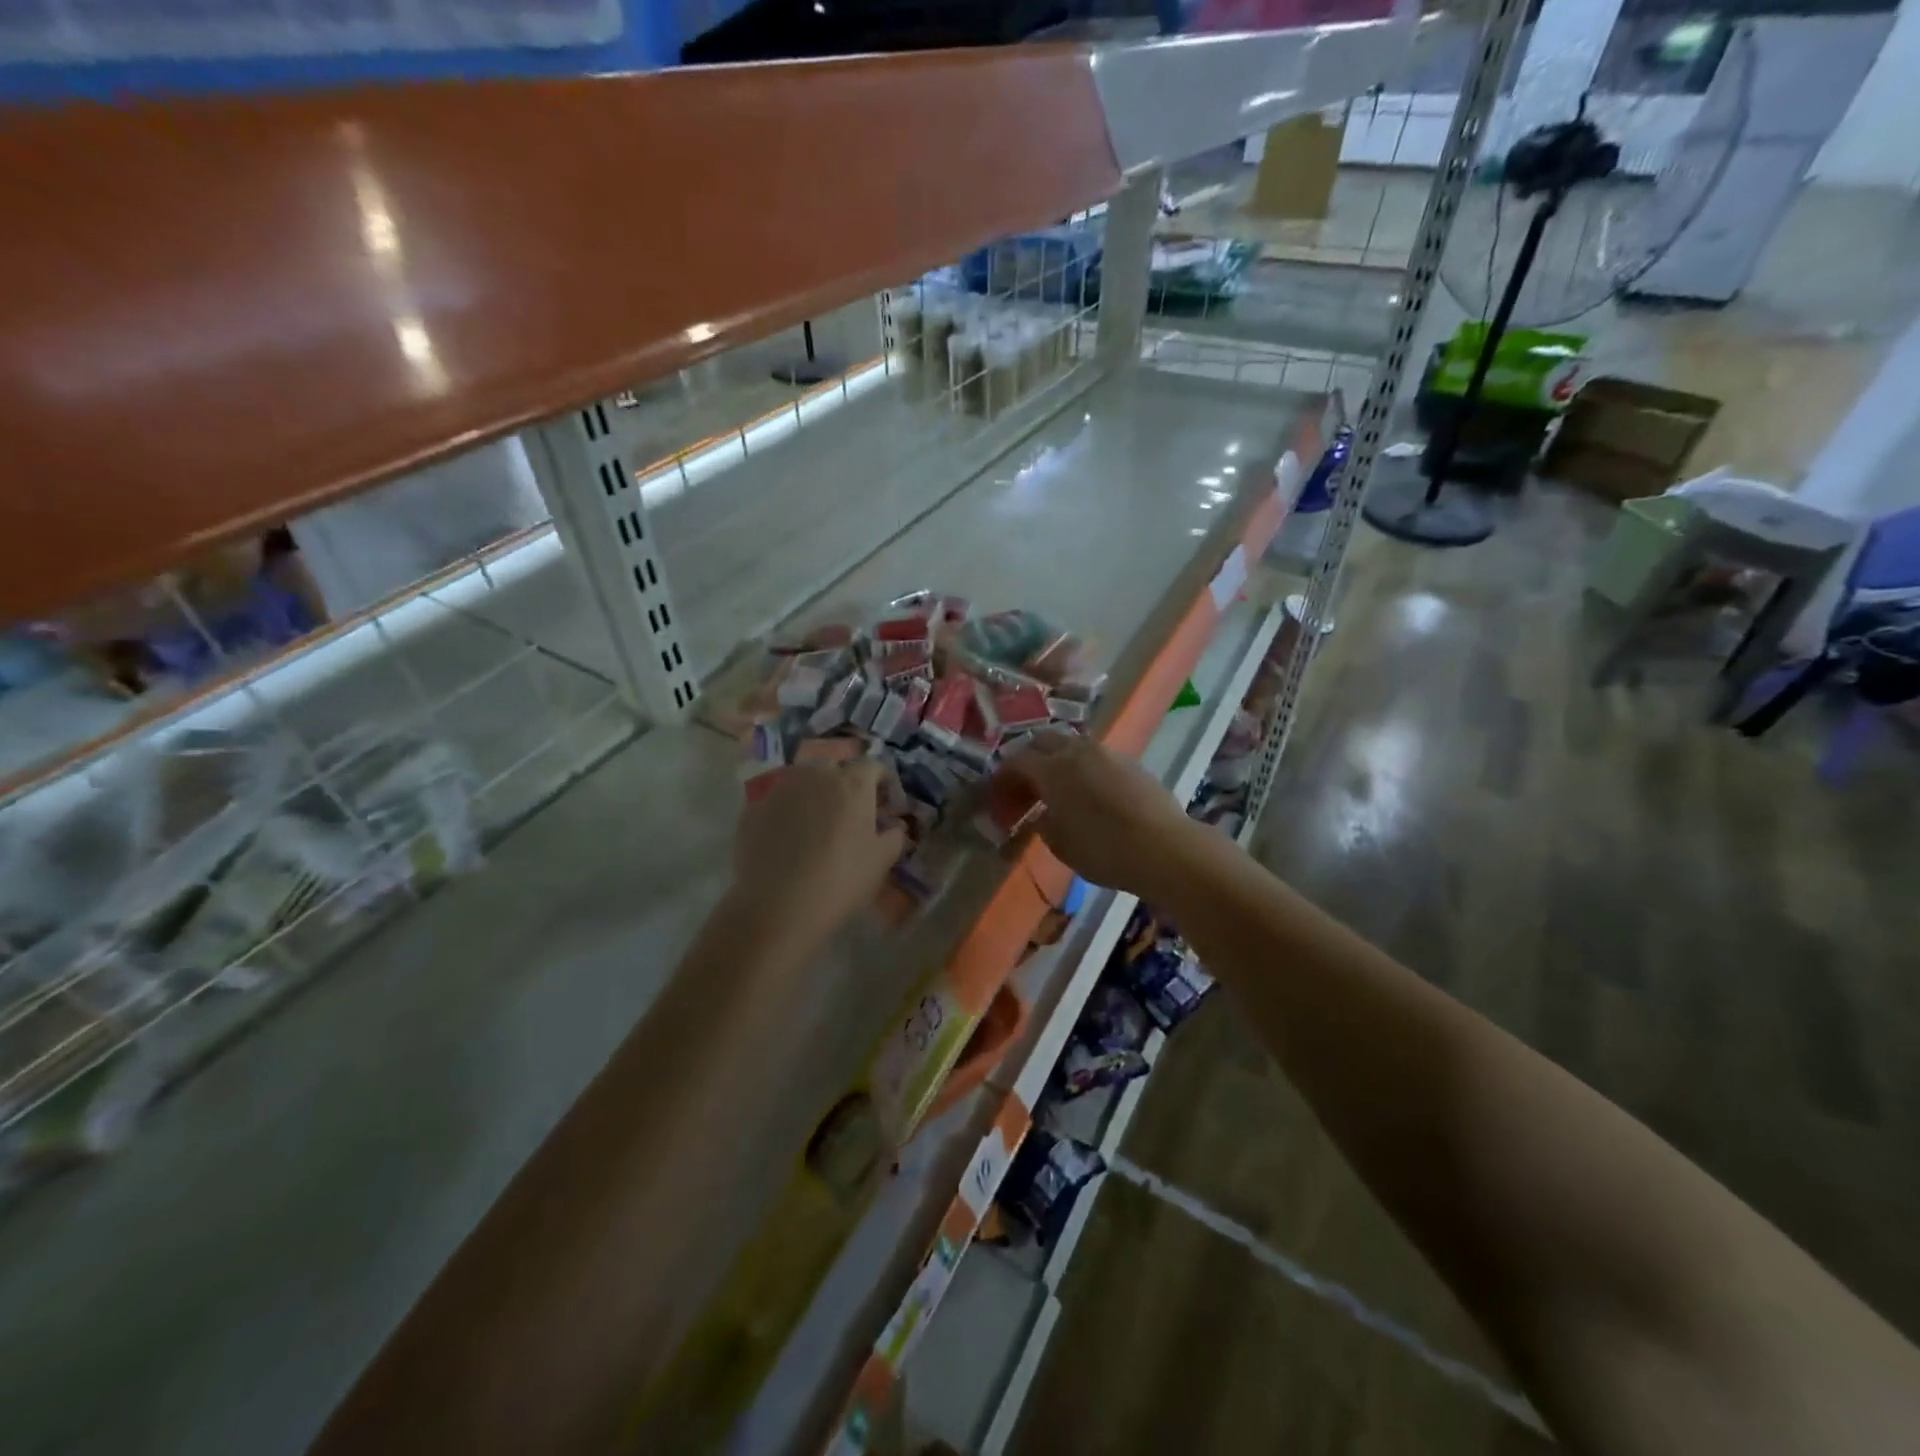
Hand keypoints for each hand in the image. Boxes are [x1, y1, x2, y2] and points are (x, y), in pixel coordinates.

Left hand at [730, 762, 907, 947]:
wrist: (777, 906)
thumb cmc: (841, 880)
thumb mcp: (882, 861)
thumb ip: (894, 836)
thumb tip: (893, 826)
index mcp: (852, 782)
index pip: (874, 766)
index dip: (882, 784)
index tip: (885, 806)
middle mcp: (816, 774)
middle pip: (836, 769)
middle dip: (846, 785)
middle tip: (850, 816)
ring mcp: (780, 789)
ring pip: (803, 782)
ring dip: (814, 796)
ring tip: (815, 826)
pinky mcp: (753, 808)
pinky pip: (778, 803)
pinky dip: (787, 813)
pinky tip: (787, 841)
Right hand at [990, 732, 1205, 899]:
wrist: (1165, 848)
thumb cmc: (1105, 851)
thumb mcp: (1061, 845)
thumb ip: (1044, 824)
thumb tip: (1041, 813)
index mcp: (1052, 770)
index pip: (1016, 762)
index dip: (1003, 778)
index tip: (997, 795)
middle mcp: (1077, 751)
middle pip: (1042, 741)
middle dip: (1029, 760)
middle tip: (1025, 787)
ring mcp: (1107, 753)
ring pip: (1071, 745)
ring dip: (1057, 761)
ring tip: (1056, 789)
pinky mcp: (1130, 762)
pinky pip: (1095, 757)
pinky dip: (1082, 768)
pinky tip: (1087, 792)